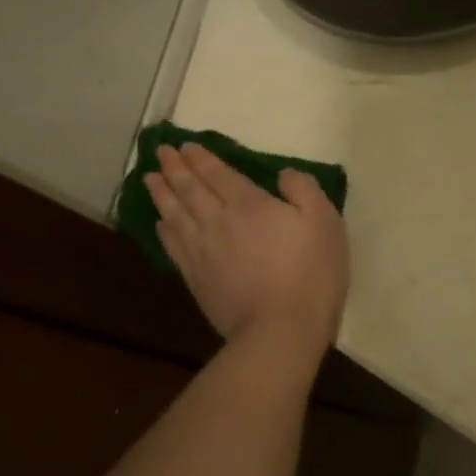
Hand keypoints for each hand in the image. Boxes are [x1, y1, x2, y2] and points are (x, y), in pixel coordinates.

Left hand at [145, 144, 348, 358]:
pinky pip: (173, 245)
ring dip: (161, 193)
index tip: (186, 146)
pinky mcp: (196, 278)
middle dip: (175, 168)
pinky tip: (160, 222)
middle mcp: (218, 221)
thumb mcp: (325, 223)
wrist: (281, 329)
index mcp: (250, 204)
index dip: (201, 158)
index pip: (218, 174)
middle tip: (162, 152)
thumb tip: (283, 174)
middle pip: (190, 188)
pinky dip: (164, 229)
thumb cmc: (311, 273)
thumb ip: (304, 190)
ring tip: (150, 178)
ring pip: (174, 214)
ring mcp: (202, 251)